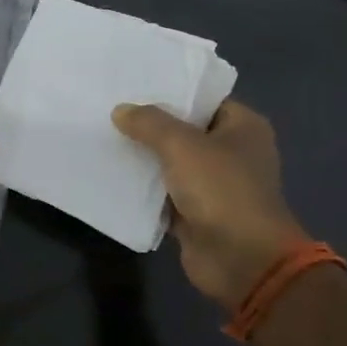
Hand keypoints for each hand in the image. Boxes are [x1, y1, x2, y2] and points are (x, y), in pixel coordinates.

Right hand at [112, 100, 309, 309]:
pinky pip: (163, 194)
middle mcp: (231, 152)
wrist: (242, 262)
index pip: (203, 98)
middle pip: (184, 130)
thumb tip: (120, 111)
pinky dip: (143, 188)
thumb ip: (149, 123)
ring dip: (143, 157)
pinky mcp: (196, 213)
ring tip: (104, 136)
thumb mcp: (182, 145)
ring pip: (171, 163)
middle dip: (150, 124)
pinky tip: (111, 174)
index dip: (170, 91)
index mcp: (242, 127)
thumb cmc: (222, 190)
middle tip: (110, 108)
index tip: (133, 83)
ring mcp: (214, 185)